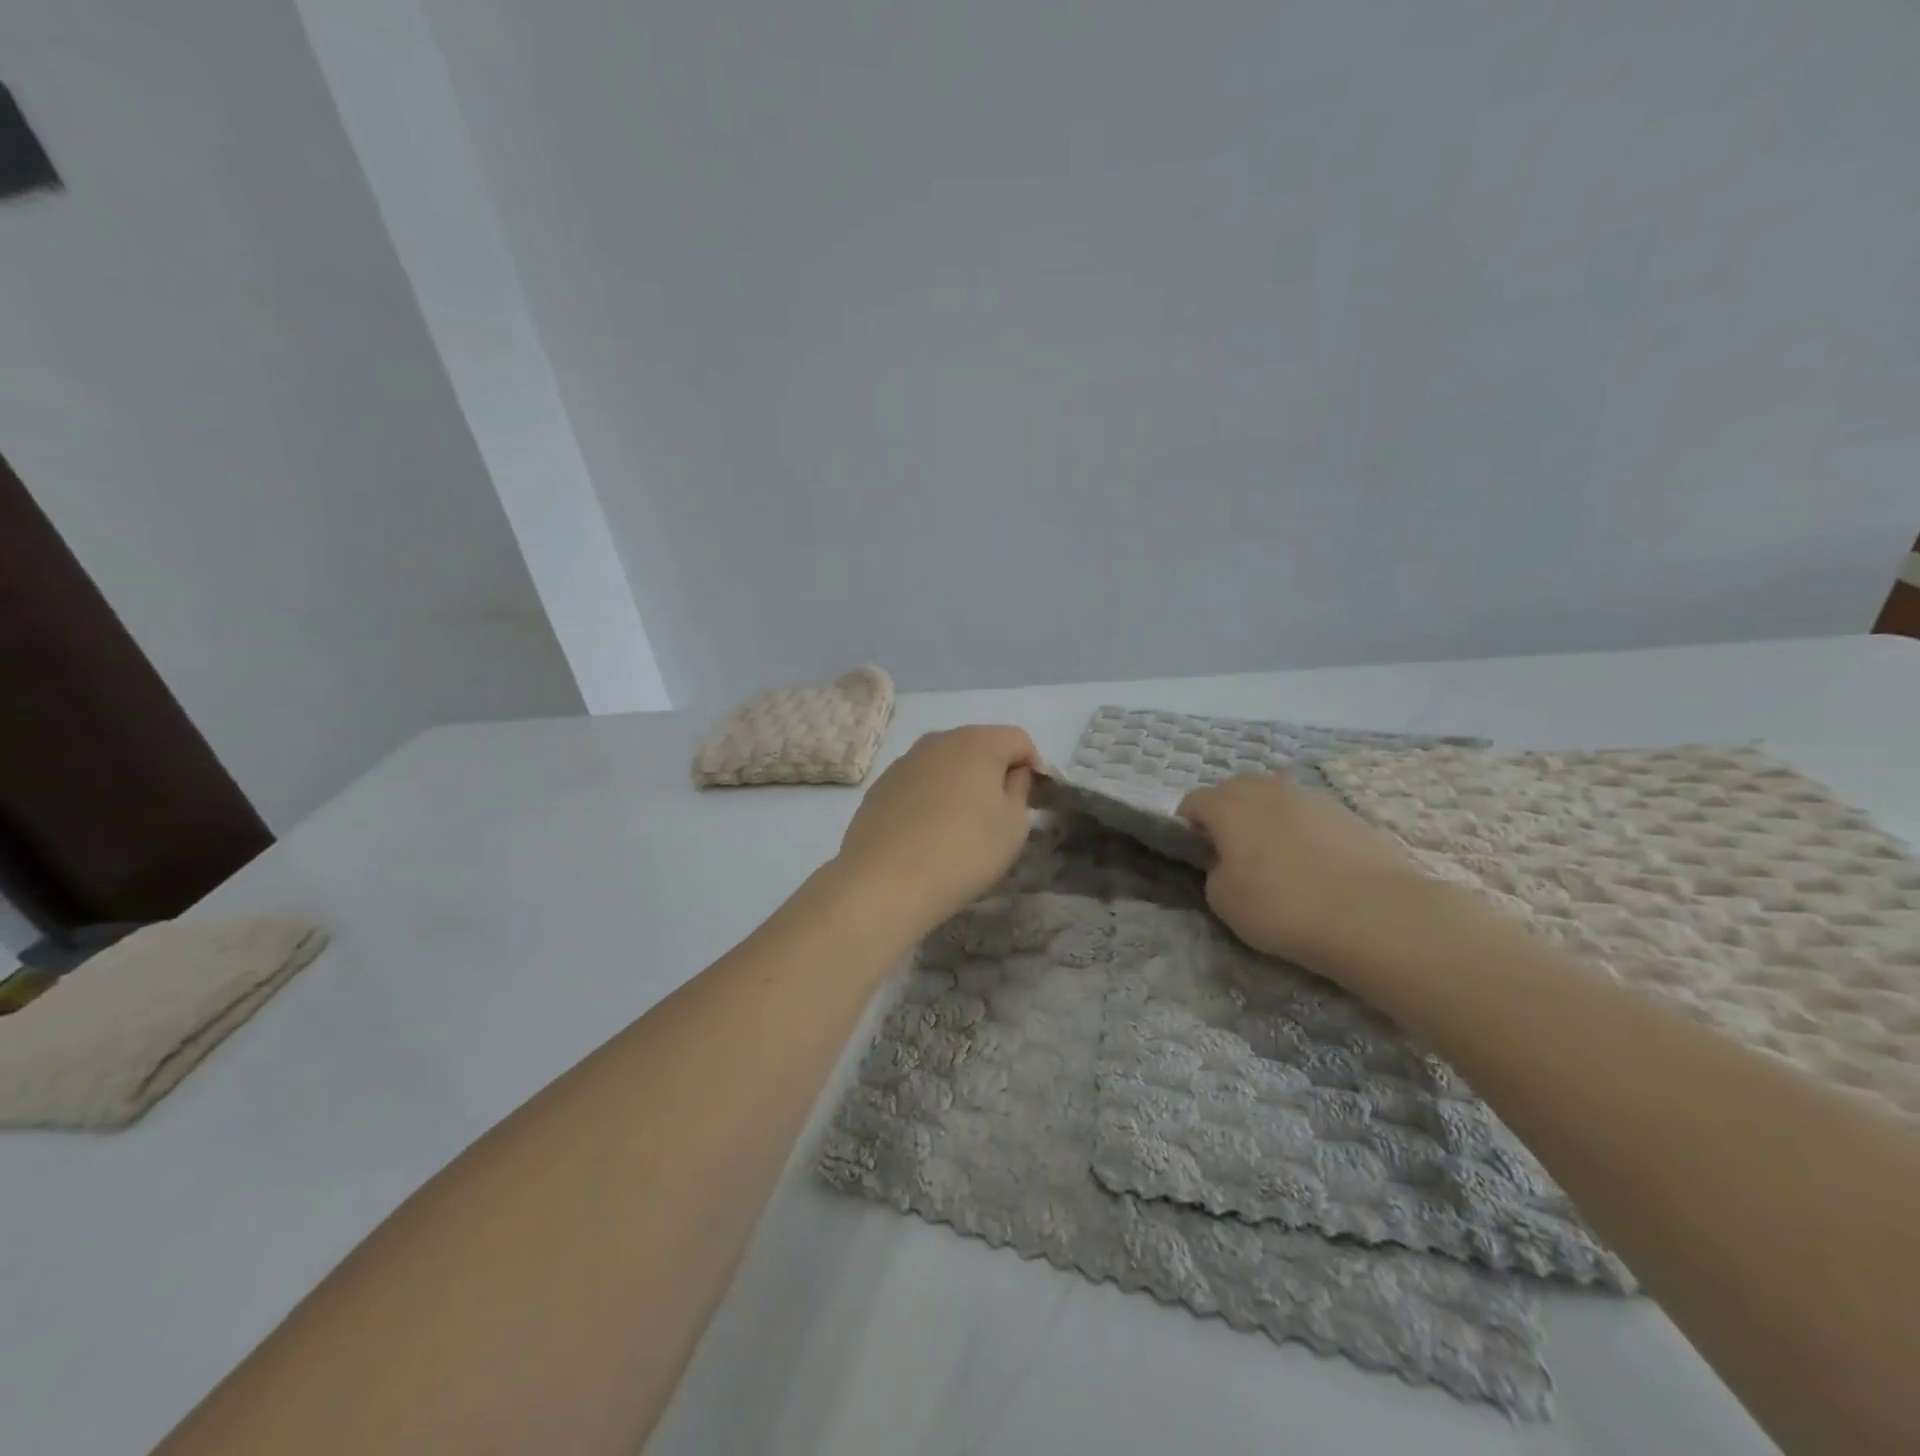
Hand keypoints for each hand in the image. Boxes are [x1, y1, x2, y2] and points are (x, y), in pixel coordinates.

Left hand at [834, 725, 1038, 933]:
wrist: (885, 881)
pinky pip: (919, 782)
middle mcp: (939, 740)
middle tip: (998, 811)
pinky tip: (928, 831)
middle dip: (994, 771)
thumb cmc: (964, 851)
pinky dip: (931, 796)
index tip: (1032, 800)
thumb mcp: (1013, 826)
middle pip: (979, 745)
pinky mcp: (881, 784)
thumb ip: (1020, 790)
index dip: (1032, 766)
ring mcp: (905, 760)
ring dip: (960, 782)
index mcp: (978, 742)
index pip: (1018, 739)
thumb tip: (1012, 774)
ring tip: (961, 823)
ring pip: (946, 762)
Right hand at [1178, 774, 1425, 969]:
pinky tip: (1317, 865)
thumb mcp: (1223, 900)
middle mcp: (1267, 790)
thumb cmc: (1282, 907)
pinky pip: (1310, 814)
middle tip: (1236, 852)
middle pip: (1235, 789)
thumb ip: (1215, 870)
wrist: (1372, 915)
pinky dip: (1304, 831)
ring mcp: (1310, 797)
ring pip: (1276, 797)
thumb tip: (1228, 861)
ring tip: (1280, 859)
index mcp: (1228, 806)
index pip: (1193, 801)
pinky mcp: (1347, 813)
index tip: (1199, 854)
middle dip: (1228, 813)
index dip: (1189, 826)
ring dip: (1268, 819)